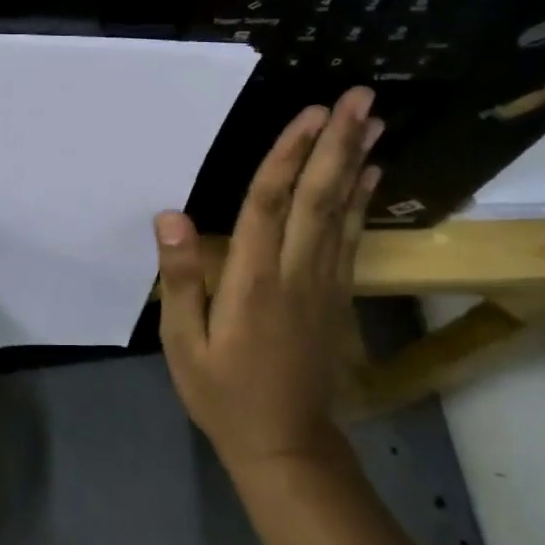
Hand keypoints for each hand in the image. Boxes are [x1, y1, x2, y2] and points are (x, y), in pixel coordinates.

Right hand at [154, 90, 381, 472]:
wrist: (286, 446)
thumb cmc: (224, 394)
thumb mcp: (184, 345)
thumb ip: (182, 280)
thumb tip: (171, 216)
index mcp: (253, 282)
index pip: (268, 205)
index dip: (289, 156)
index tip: (311, 114)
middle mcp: (296, 273)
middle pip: (318, 198)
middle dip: (337, 144)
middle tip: (359, 98)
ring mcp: (324, 283)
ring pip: (342, 212)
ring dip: (356, 162)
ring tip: (372, 120)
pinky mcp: (337, 295)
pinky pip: (351, 238)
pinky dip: (362, 200)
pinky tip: (370, 173)